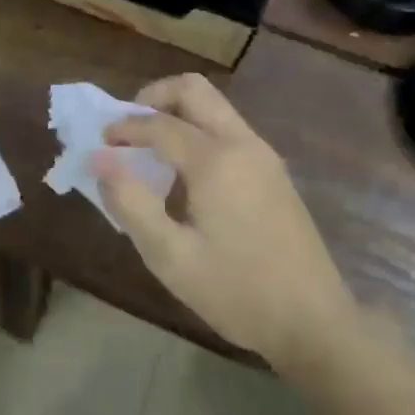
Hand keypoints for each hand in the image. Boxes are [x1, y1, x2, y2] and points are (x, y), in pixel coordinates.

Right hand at [96, 74, 355, 365]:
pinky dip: (198, 131)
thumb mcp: (170, 256)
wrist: (315, 325)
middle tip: (128, 128)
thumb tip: (98, 158)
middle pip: (194, 90)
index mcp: (216, 161)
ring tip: (150, 150)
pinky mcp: (274, 173)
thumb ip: (130, 202)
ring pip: (214, 106)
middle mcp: (243, 144)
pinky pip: (228, 129)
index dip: (124, 128)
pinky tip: (184, 173)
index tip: (100, 145)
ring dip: (177, 114)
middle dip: (154, 98)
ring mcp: (264, 156)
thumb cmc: (237, 292)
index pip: (159, 124)